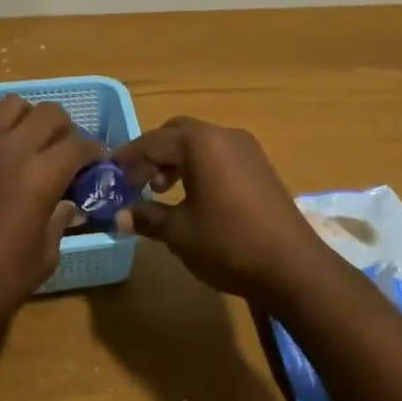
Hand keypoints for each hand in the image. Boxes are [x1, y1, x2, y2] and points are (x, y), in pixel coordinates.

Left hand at [0, 95, 98, 341]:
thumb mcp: (45, 257)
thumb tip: (68, 204)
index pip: (79, 146)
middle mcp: (11, 151)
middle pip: (48, 114)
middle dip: (66, 128)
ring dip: (27, 115)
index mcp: (42, 176)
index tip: (98, 163)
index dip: (95, 152)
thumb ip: (59, 221)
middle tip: (66, 151)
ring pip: (8, 106)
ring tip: (30, 134)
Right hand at [110, 117, 333, 302]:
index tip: (109, 176)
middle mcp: (224, 135)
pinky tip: (193, 196)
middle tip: (135, 183)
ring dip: (175, 160)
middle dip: (152, 154)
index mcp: (201, 143)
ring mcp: (246, 149)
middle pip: (176, 133)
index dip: (127, 158)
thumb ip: (147, 217)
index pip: (152, 141)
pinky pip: (218, 154)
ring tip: (161, 192)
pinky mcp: (260, 165)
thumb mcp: (180, 233)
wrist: (292, 267)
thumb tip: (120, 216)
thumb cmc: (229, 244)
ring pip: (199, 142)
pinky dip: (198, 166)